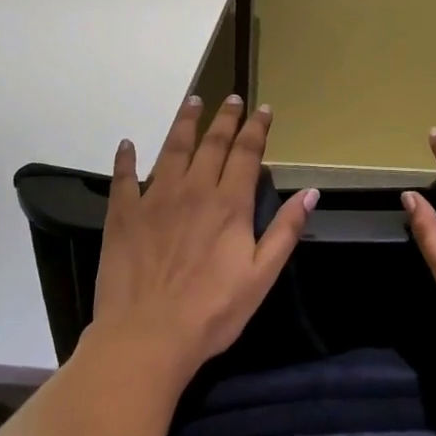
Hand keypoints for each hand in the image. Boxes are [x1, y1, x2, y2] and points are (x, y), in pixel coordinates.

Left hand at [88, 94, 316, 392]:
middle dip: (225, 118)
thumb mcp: (262, 276)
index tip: (263, 109)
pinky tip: (127, 144)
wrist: (147, 337)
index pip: (247, 153)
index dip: (256, 128)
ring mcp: (155, 199)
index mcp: (230, 205)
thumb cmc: (212, 312)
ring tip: (192, 102)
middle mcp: (194, 190)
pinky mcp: (123, 215)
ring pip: (172, 149)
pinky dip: (125, 158)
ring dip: (184, 123)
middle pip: (212, 143)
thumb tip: (311, 192)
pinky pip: (123, 178)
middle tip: (231, 98)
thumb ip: (286, 231)